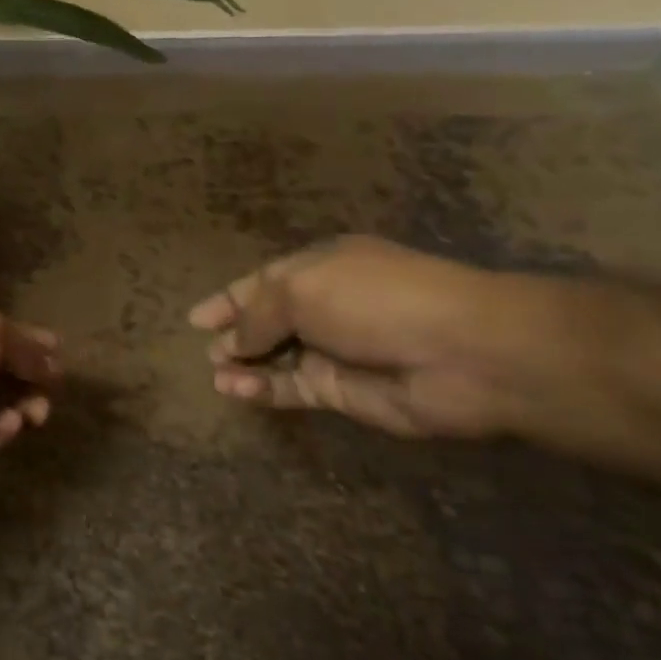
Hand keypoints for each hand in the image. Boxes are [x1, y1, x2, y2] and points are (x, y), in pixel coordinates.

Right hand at [187, 236, 519, 439]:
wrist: (463, 353)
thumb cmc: (375, 299)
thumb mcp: (301, 289)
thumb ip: (257, 314)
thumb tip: (232, 343)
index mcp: (321, 266)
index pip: (263, 281)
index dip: (229, 298)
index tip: (196, 317)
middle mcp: (327, 305)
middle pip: (269, 320)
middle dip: (235, 334)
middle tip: (206, 350)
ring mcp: (337, 350)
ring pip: (278, 358)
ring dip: (245, 365)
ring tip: (215, 373)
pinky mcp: (345, 392)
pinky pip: (294, 388)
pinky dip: (263, 390)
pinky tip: (235, 390)